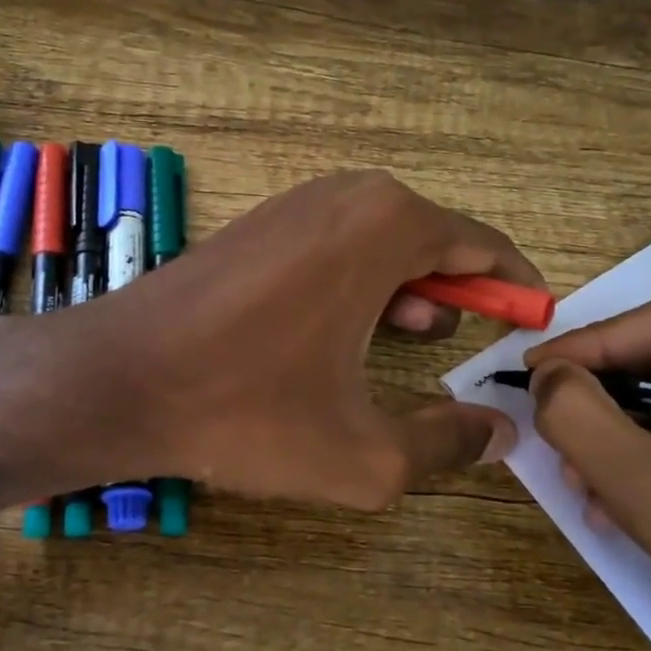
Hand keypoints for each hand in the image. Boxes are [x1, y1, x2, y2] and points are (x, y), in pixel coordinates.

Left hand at [0, 170, 533, 511]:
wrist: (118, 380)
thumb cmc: (246, 410)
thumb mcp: (363, 454)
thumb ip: (445, 445)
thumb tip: (501, 433)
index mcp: (385, 226)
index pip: (479, 246)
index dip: (514, 287)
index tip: (533, 323)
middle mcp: (343, 196)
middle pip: (430, 238)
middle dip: (460, 290)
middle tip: (473, 341)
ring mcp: (292, 204)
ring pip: (379, 240)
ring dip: (408, 286)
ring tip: (416, 338)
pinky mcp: (255, 225)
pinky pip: (333, 244)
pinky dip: (358, 280)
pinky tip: (346, 330)